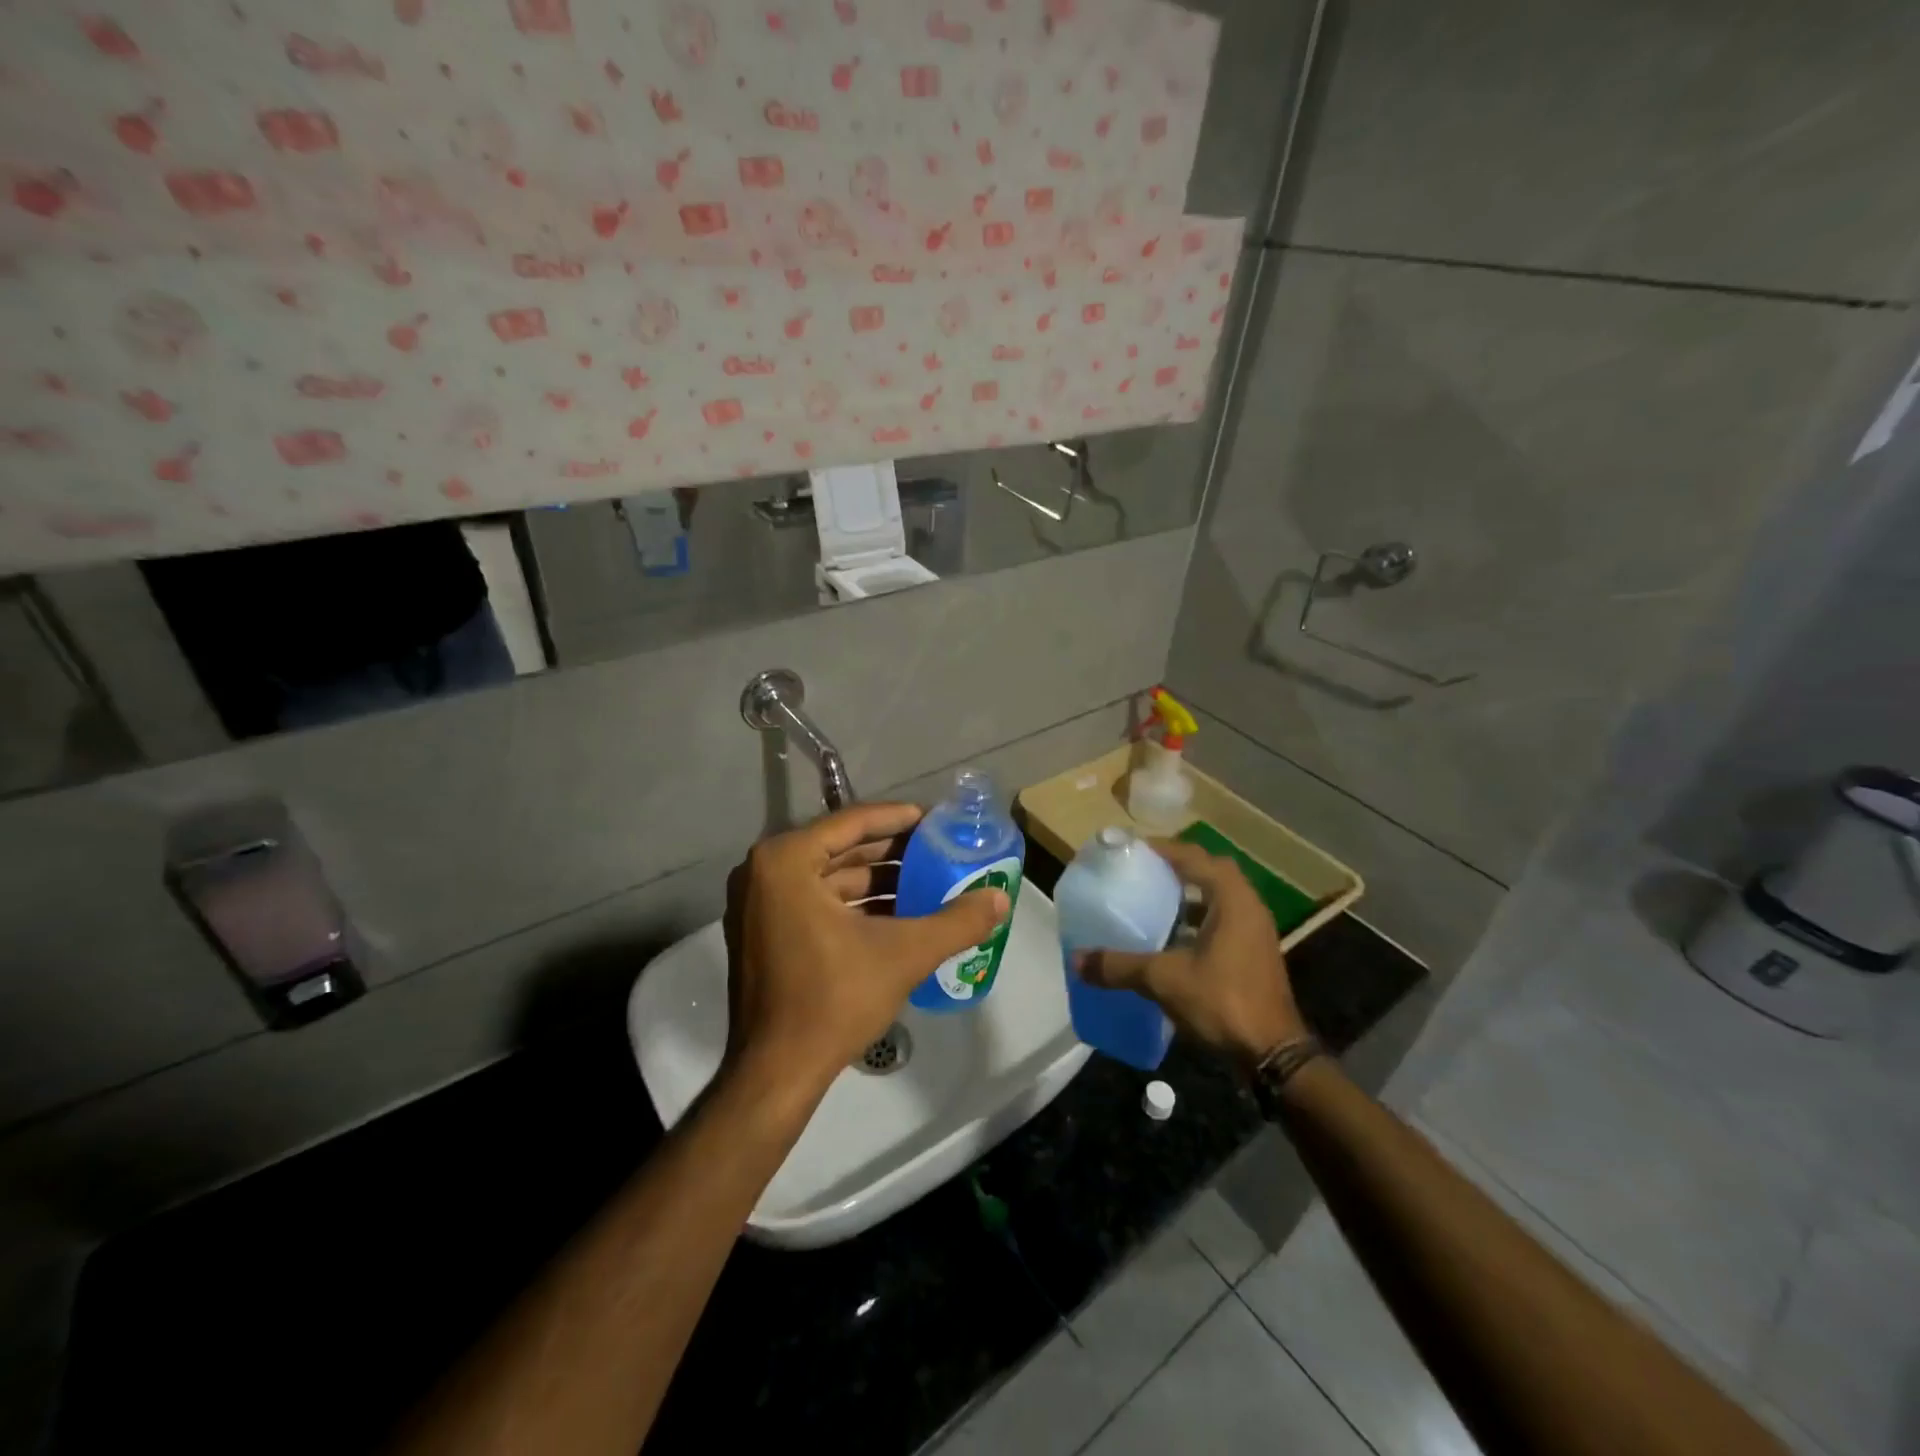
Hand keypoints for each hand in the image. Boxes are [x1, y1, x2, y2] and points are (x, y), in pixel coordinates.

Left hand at [721, 802, 1010, 1095]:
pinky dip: (855, 904)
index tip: (937, 819)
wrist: (776, 1074)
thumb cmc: (834, 1000)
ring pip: (829, 877)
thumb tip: (1002, 899)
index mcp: (786, 861)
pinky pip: (815, 900)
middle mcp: (763, 872)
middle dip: (892, 850)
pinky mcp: (762, 933)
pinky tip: (897, 914)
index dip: (899, 818)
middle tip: (938, 849)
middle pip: (841, 848)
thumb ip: (957, 922)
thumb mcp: (904, 954)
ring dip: (877, 880)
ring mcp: (758, 904)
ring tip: (927, 881)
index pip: (852, 822)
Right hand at [1075, 840, 1305, 1068]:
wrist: (1273, 1054)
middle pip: (1209, 872)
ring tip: (1150, 900)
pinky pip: (1221, 921)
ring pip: (1217, 899)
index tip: (1132, 850)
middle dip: (1176, 868)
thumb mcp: (1163, 979)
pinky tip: (1170, 939)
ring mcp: (1255, 932)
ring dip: (1187, 896)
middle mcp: (1248, 907)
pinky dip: (1195, 921)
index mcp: (1232, 899)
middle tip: (1142, 872)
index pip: (1195, 856)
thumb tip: (1077, 960)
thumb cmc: (1222, 1001)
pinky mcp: (1253, 955)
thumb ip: (1119, 966)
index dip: (1163, 849)